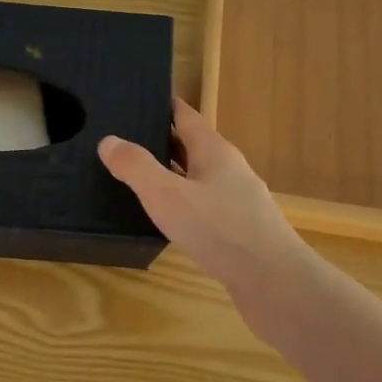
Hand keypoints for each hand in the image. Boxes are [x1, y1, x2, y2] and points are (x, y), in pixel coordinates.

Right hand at [99, 98, 308, 303]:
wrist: (274, 282)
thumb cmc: (220, 230)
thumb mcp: (168, 195)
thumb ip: (136, 167)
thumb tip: (108, 140)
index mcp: (215, 151)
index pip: (186, 116)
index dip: (164, 106)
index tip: (139, 98)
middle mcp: (229, 170)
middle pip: (192, 147)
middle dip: (161, 141)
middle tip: (124, 140)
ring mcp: (237, 202)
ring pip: (198, 179)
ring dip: (171, 176)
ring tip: (137, 179)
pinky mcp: (239, 232)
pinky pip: (204, 208)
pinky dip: (182, 206)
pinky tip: (165, 220)